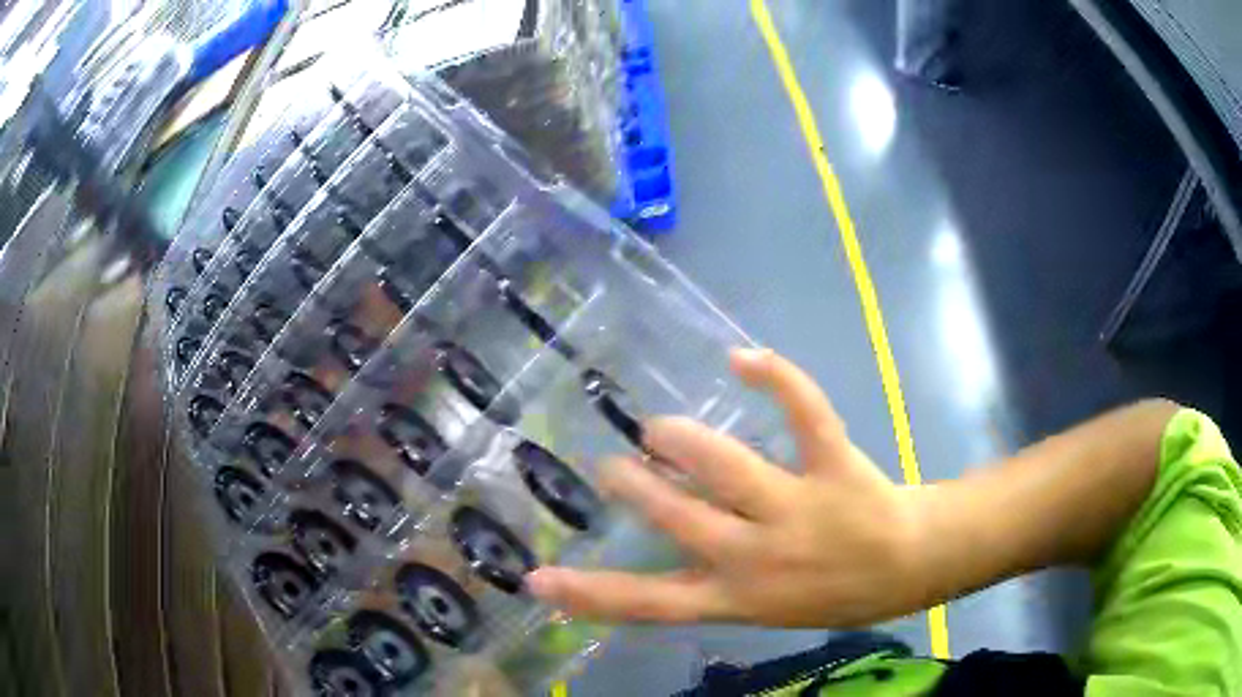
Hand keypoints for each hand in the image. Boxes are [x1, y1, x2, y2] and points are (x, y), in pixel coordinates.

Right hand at [526, 348, 929, 627]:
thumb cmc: (835, 594)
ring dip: (682, 441)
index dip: (590, 593)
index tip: (538, 579)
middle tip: (609, 466)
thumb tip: (664, 550)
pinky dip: (775, 379)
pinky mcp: (834, 467)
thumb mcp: (765, 609)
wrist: (909, 568)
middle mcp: (755, 555)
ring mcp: (795, 509)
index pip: (648, 602)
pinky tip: (743, 358)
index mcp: (736, 596)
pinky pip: (804, 415)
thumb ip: (715, 585)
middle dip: (636, 488)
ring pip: (725, 467)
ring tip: (658, 429)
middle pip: (678, 518)